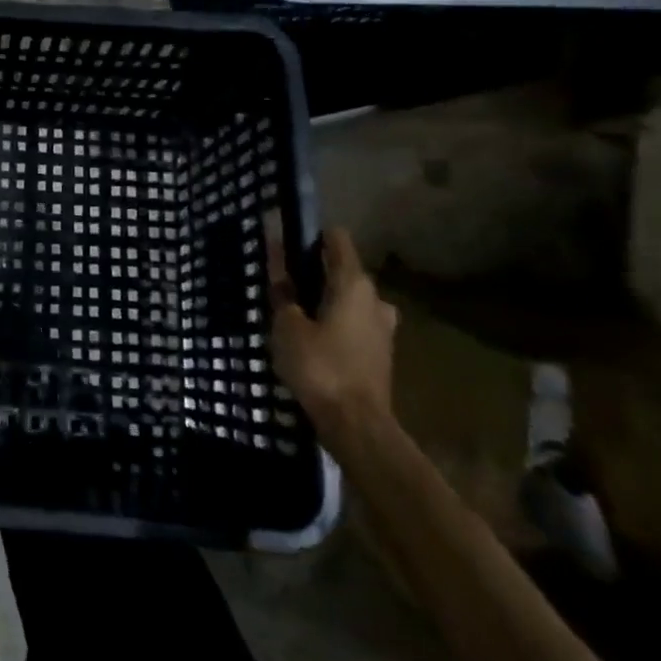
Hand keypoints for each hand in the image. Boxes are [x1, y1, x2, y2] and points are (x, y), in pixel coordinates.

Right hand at [267, 224, 397, 443]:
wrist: (356, 425)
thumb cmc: (319, 366)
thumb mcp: (287, 326)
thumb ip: (283, 291)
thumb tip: (277, 262)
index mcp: (353, 283)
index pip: (337, 239)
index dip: (310, 235)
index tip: (286, 241)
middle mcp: (375, 297)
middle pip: (342, 269)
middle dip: (314, 270)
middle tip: (282, 282)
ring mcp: (383, 326)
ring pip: (349, 298)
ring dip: (325, 299)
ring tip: (295, 312)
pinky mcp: (381, 351)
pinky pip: (354, 321)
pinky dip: (335, 321)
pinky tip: (312, 337)